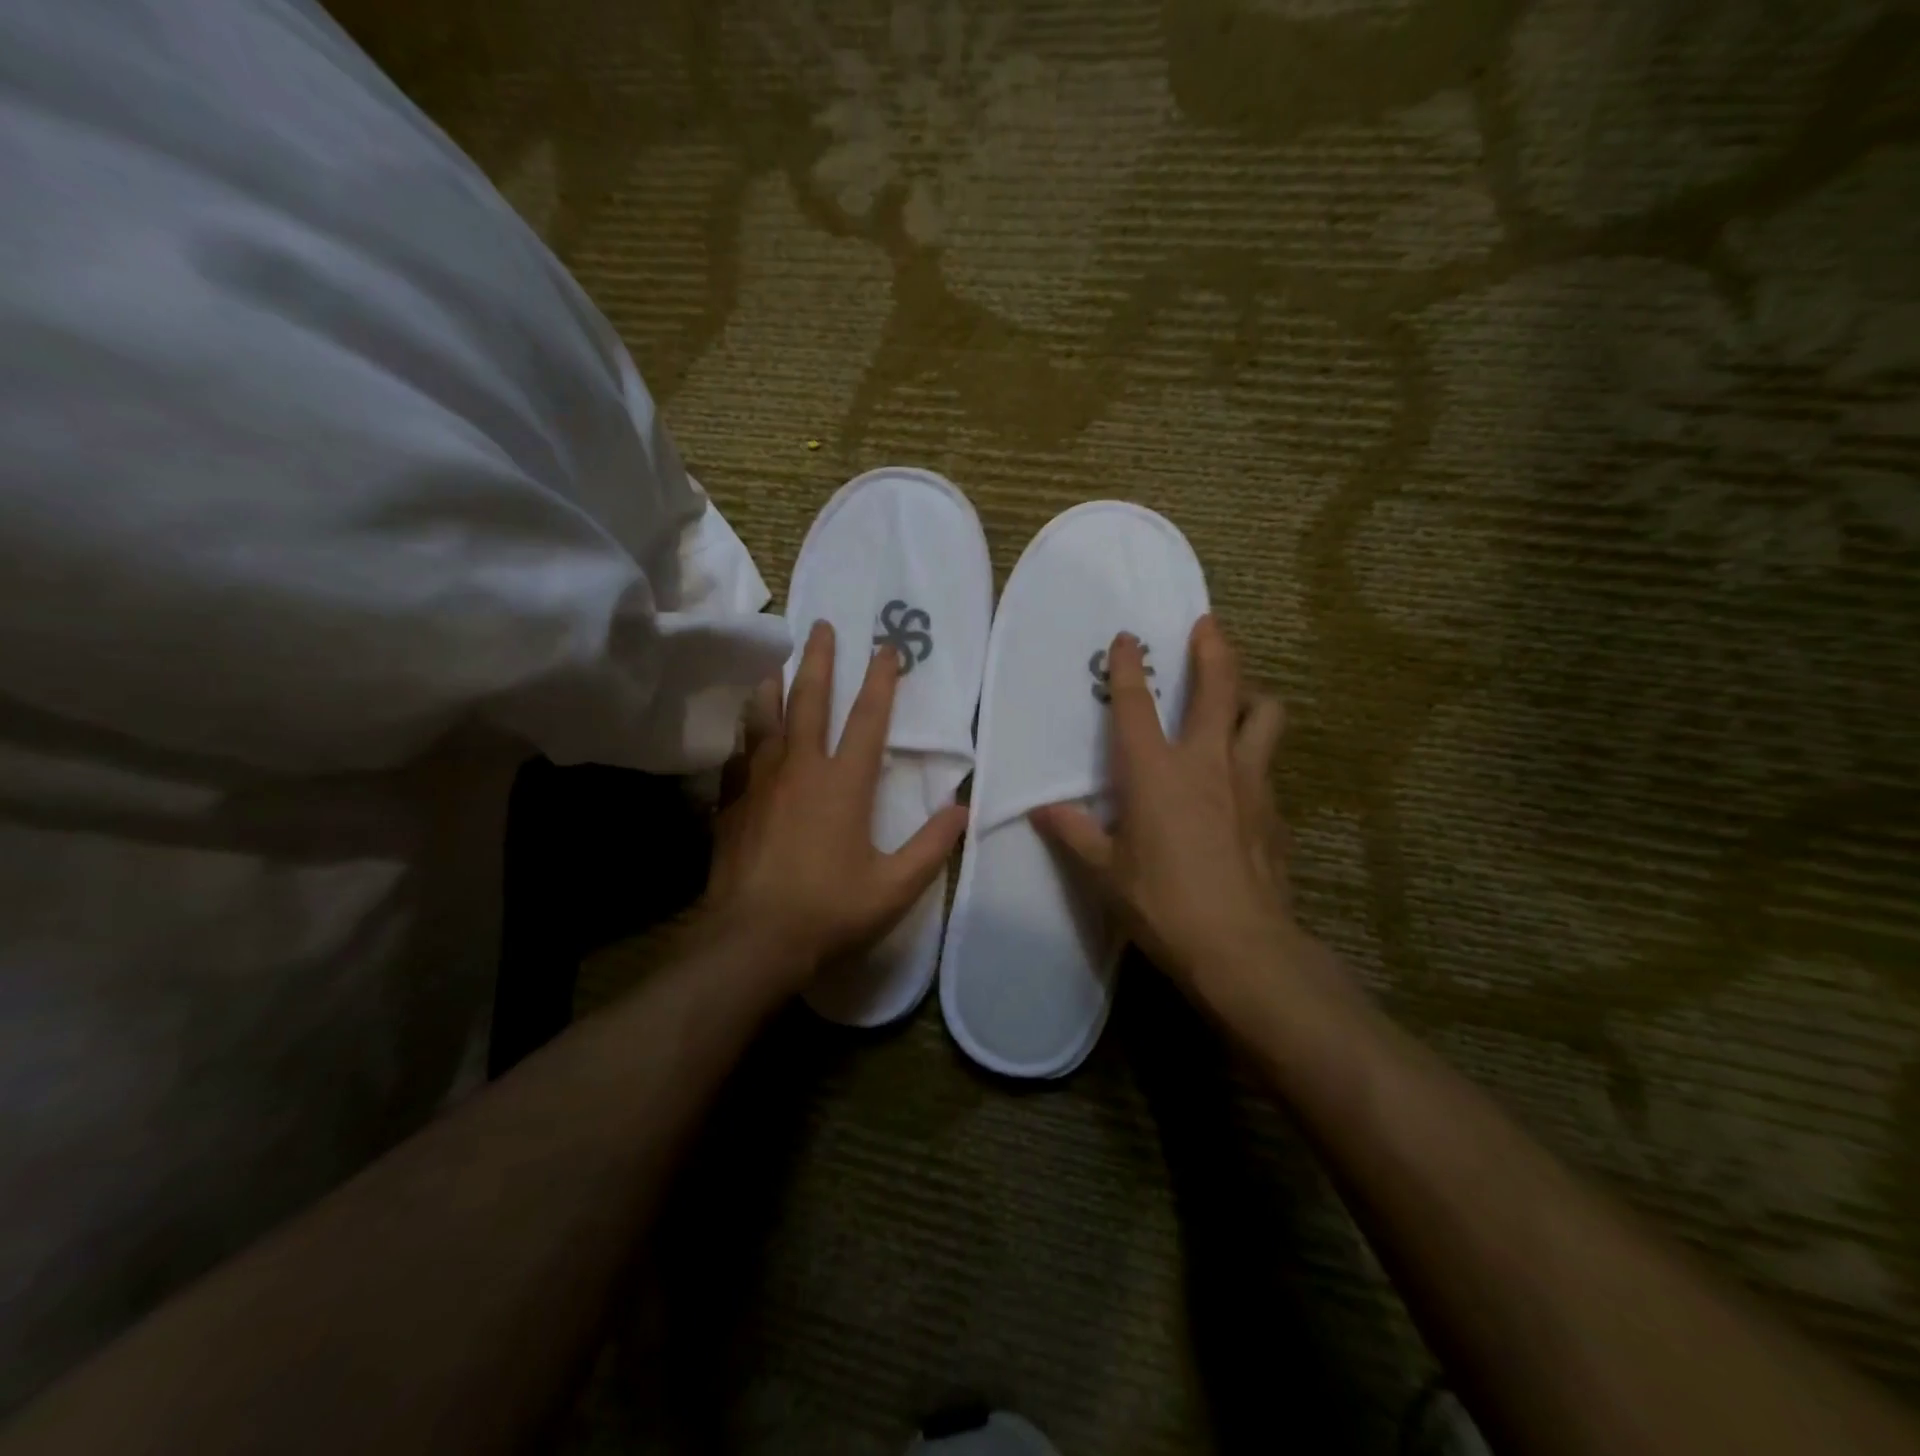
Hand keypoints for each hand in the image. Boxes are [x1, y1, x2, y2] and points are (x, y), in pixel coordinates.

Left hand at [701, 620, 967, 994]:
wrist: (751, 939)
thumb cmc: (829, 911)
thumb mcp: (894, 887)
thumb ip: (932, 846)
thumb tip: (963, 809)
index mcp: (844, 783)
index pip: (868, 718)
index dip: (880, 680)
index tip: (886, 647)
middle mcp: (800, 768)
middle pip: (809, 700)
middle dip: (819, 659)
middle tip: (822, 626)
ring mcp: (760, 781)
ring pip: (765, 717)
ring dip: (774, 683)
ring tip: (777, 659)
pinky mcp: (732, 801)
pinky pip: (739, 752)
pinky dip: (746, 732)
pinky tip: (745, 729)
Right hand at [1032, 616, 1332, 1033]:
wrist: (1242, 947)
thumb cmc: (1163, 904)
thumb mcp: (1105, 873)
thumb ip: (1073, 833)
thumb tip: (1040, 810)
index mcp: (1155, 771)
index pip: (1136, 704)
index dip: (1128, 665)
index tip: (1127, 637)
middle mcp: (1206, 761)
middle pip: (1219, 685)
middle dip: (1213, 647)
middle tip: (1207, 625)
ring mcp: (1250, 780)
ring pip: (1264, 714)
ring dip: (1250, 695)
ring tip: (1238, 697)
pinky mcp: (1276, 808)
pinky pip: (1269, 763)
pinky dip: (1256, 754)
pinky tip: (1243, 781)